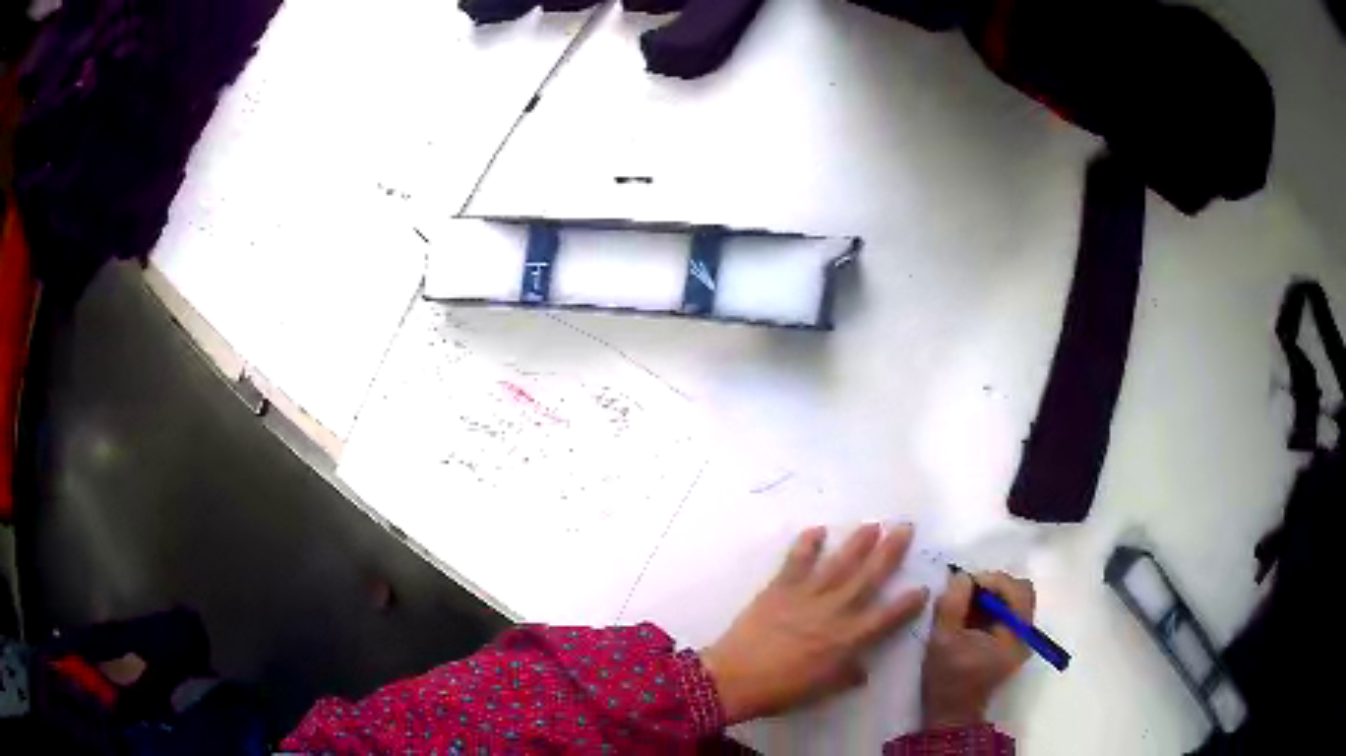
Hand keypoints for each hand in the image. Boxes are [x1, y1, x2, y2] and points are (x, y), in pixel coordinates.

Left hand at [700, 524, 929, 724]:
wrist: (734, 679)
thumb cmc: (781, 690)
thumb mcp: (822, 691)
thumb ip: (847, 676)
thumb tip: (863, 670)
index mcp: (848, 640)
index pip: (887, 618)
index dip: (907, 604)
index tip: (924, 587)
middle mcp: (834, 612)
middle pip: (868, 578)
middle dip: (890, 553)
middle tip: (905, 528)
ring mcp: (806, 597)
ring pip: (839, 564)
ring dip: (857, 543)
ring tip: (873, 524)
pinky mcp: (779, 588)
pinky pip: (796, 562)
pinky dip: (806, 544)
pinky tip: (817, 530)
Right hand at [921, 571, 1034, 728]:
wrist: (951, 713)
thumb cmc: (948, 678)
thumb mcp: (942, 639)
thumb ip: (953, 604)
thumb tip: (961, 576)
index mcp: (1016, 634)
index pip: (1015, 589)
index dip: (989, 580)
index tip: (963, 584)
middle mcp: (1026, 634)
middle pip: (1020, 591)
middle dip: (994, 585)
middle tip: (967, 591)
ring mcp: (1021, 639)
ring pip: (1015, 599)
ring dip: (992, 595)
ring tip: (966, 604)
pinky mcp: (1011, 643)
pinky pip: (1008, 612)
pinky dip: (991, 607)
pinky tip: (970, 616)